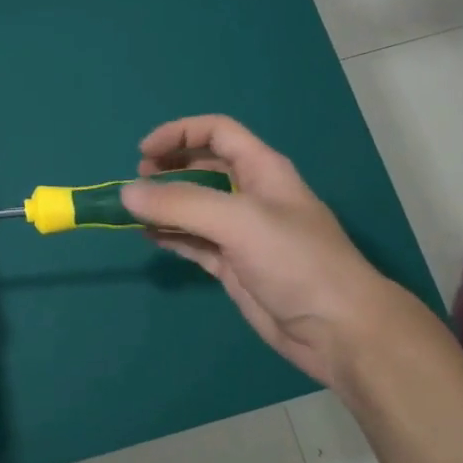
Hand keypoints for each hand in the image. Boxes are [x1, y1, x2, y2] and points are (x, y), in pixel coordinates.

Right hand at [120, 114, 422, 390]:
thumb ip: (181, 204)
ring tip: (131, 212)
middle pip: (201, 167)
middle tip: (136, 184)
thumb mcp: (238, 221)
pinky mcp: (232, 265)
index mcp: (261, 170)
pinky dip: (170, 236)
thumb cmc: (295, 261)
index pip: (217, 132)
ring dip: (163, 205)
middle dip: (167, 169)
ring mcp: (240, 233)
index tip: (143, 153)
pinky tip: (149, 237)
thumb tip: (126, 193)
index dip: (180, 134)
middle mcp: (249, 195)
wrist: (336, 330)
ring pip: (193, 207)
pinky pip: (193, 241)